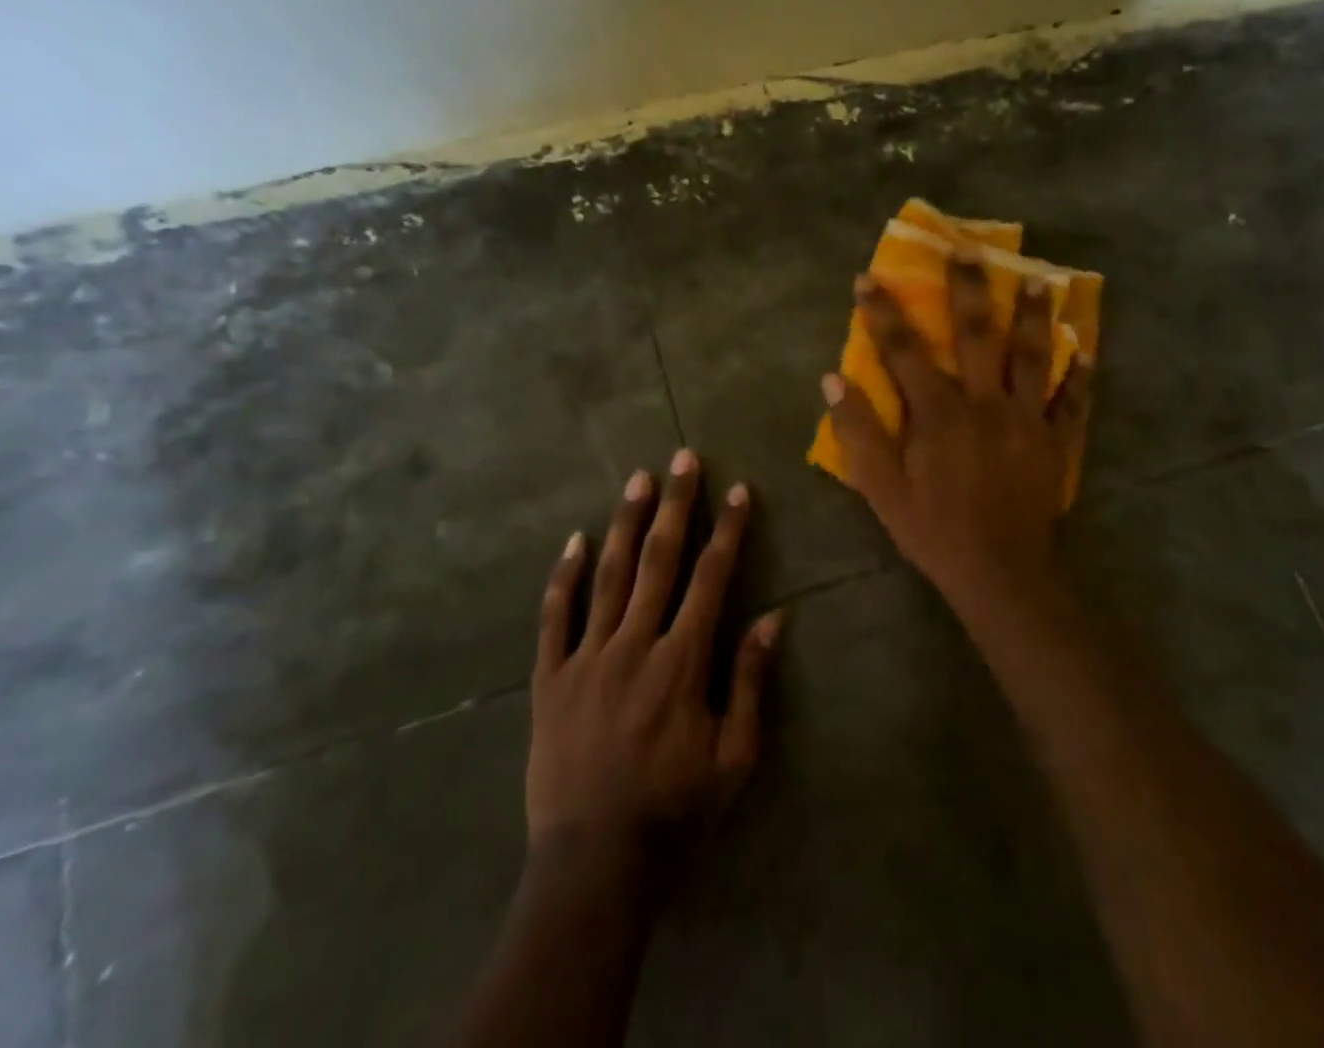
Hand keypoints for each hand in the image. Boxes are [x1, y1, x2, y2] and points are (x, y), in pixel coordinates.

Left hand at [527, 450, 782, 877]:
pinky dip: (564, 576)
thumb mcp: (734, 757)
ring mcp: (587, 658)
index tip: (738, 491)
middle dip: (675, 505)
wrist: (593, 865)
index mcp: (682, 661)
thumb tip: (773, 618)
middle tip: (683, 459)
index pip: (711, 578)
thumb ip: (750, 682)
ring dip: (625, 523)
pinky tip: (573, 540)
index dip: (727, 531)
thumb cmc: (675, 812)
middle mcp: (635, 645)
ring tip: (638, 480)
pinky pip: (555, 617)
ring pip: (608, 575)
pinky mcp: (550, 678)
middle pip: (658, 561)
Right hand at [821, 259, 1090, 607]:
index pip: (903, 351)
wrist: (1000, 573)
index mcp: (938, 413)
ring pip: (1031, 356)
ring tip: (1037, 279)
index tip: (868, 279)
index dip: (882, 313)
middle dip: (968, 289)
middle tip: (968, 249)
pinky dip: (1079, 375)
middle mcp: (984, 402)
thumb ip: (858, 431)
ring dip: (1031, 315)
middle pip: (977, 334)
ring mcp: (1025, 419)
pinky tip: (1085, 349)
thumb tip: (833, 379)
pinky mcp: (1053, 441)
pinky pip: (1069, 401)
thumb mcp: (882, 488)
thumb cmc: (934, 530)